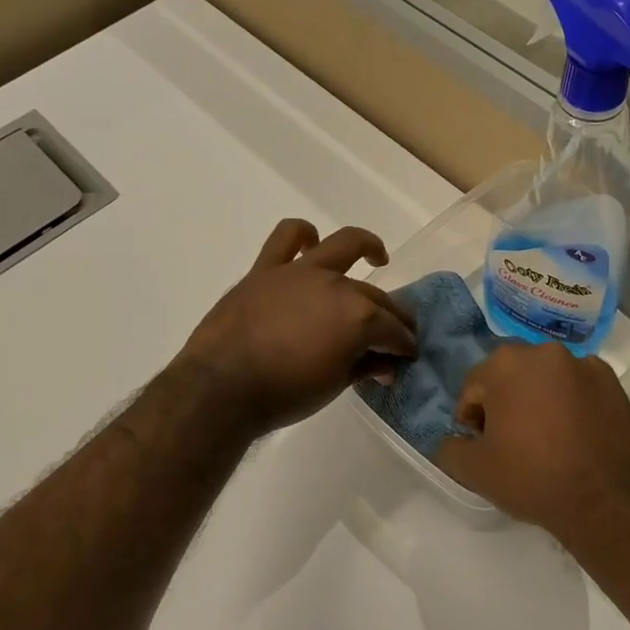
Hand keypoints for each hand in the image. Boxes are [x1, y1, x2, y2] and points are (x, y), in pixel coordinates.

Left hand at [176, 219, 417, 437]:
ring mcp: (300, 272)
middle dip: (393, 316)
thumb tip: (386, 363)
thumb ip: (364, 366)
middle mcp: (336, 284)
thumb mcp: (335, 385)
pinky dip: (302, 235)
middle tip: (397, 333)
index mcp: (358, 316)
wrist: (221, 388)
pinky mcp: (267, 269)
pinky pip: (286, 237)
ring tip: (377, 258)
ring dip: (367, 247)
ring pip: (342, 246)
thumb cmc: (284, 394)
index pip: (393, 329)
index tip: (408, 355)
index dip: (404, 344)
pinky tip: (311, 242)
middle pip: (374, 296)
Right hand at [435, 341, 629, 542]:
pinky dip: (573, 404)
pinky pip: (579, 388)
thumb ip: (450, 448)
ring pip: (547, 380)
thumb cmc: (532, 478)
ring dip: (540, 400)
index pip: (475, 388)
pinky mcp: (613, 383)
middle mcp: (545, 351)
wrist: (604, 502)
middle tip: (512, 442)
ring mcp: (584, 364)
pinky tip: (576, 436)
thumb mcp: (474, 470)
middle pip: (512, 376)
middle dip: (506, 403)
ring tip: (547, 440)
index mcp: (506, 363)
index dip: (472, 419)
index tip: (482, 445)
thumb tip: (453, 441)